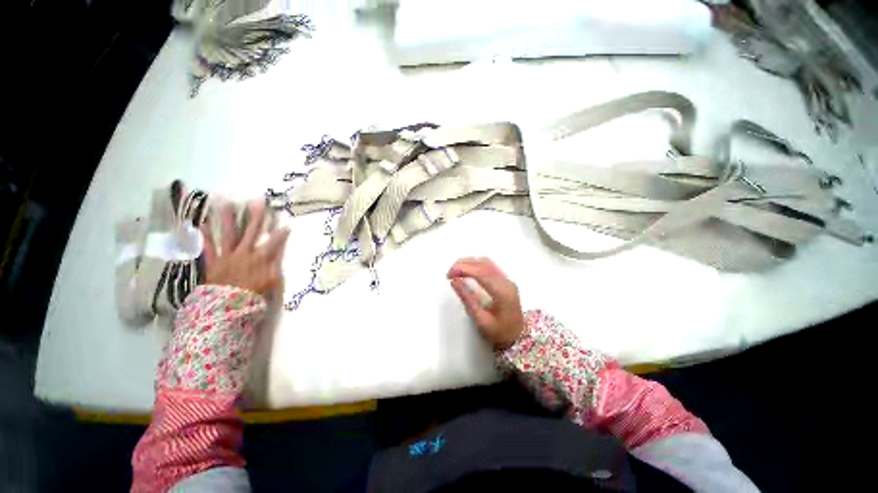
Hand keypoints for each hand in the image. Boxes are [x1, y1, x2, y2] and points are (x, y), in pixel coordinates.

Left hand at [202, 201, 289, 294]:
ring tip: (226, 203)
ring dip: (227, 218)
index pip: (274, 243)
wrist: (225, 307)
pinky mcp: (213, 262)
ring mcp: (227, 256)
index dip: (281, 234)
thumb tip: (278, 255)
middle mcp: (244, 253)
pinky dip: (203, 236)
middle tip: (257, 201)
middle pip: (251, 232)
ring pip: (227, 234)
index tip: (287, 225)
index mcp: (260, 259)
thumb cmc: (252, 296)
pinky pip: (207, 247)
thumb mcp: (271, 284)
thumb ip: (274, 267)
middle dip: (256, 216)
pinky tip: (201, 223)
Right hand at [447, 257, 524, 350]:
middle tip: (449, 273)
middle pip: (484, 264)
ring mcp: (507, 280)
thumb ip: (468, 299)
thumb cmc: (500, 333)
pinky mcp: (504, 280)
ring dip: (469, 263)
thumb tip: (454, 282)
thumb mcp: (481, 321)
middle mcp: (506, 282)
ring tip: (456, 271)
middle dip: (464, 264)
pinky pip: (489, 266)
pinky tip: (467, 271)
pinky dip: (476, 265)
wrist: (518, 338)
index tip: (450, 274)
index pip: (481, 273)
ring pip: (487, 262)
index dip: (464, 269)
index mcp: (503, 293)